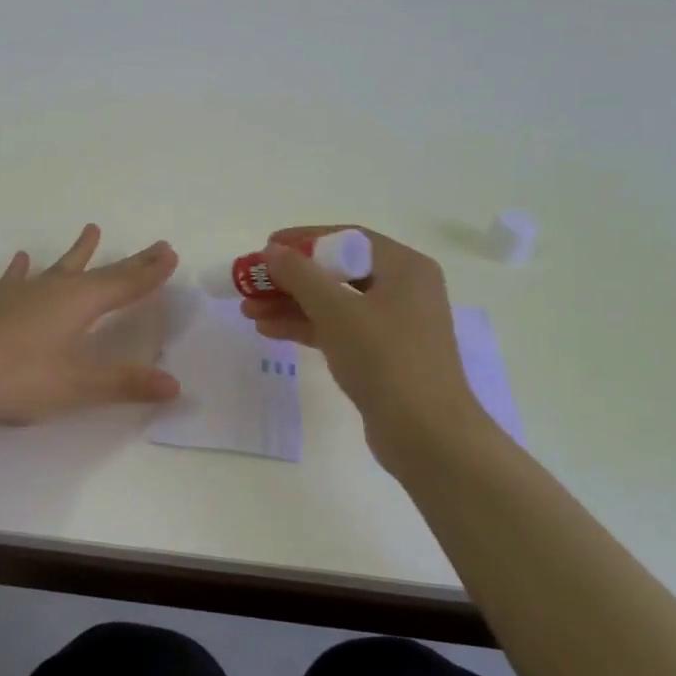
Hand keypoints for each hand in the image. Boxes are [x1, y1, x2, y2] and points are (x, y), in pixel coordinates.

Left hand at [0, 225, 181, 426]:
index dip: (149, 273)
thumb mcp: (78, 386)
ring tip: (92, 230)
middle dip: (130, 262)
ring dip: (79, 253)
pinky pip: (16, 281)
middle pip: (100, 272)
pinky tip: (22, 258)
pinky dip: (22, 270)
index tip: (170, 254)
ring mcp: (23, 296)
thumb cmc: (19, 380)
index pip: (124, 285)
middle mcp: (54, 290)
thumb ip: (126, 383)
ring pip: (60, 268)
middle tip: (155, 246)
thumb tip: (175, 384)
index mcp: (78, 303)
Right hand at [239, 225, 487, 462]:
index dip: (303, 240)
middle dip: (290, 278)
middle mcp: (403, 289)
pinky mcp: (382, 355)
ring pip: (333, 303)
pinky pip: (338, 329)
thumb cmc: (386, 359)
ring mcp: (393, 324)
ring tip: (248, 309)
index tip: (266, 248)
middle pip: (337, 271)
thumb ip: (300, 275)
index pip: (347, 239)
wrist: (427, 435)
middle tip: (251, 282)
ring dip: (290, 304)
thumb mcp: (337, 310)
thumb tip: (271, 251)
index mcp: (405, 267)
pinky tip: (269, 330)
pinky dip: (306, 326)